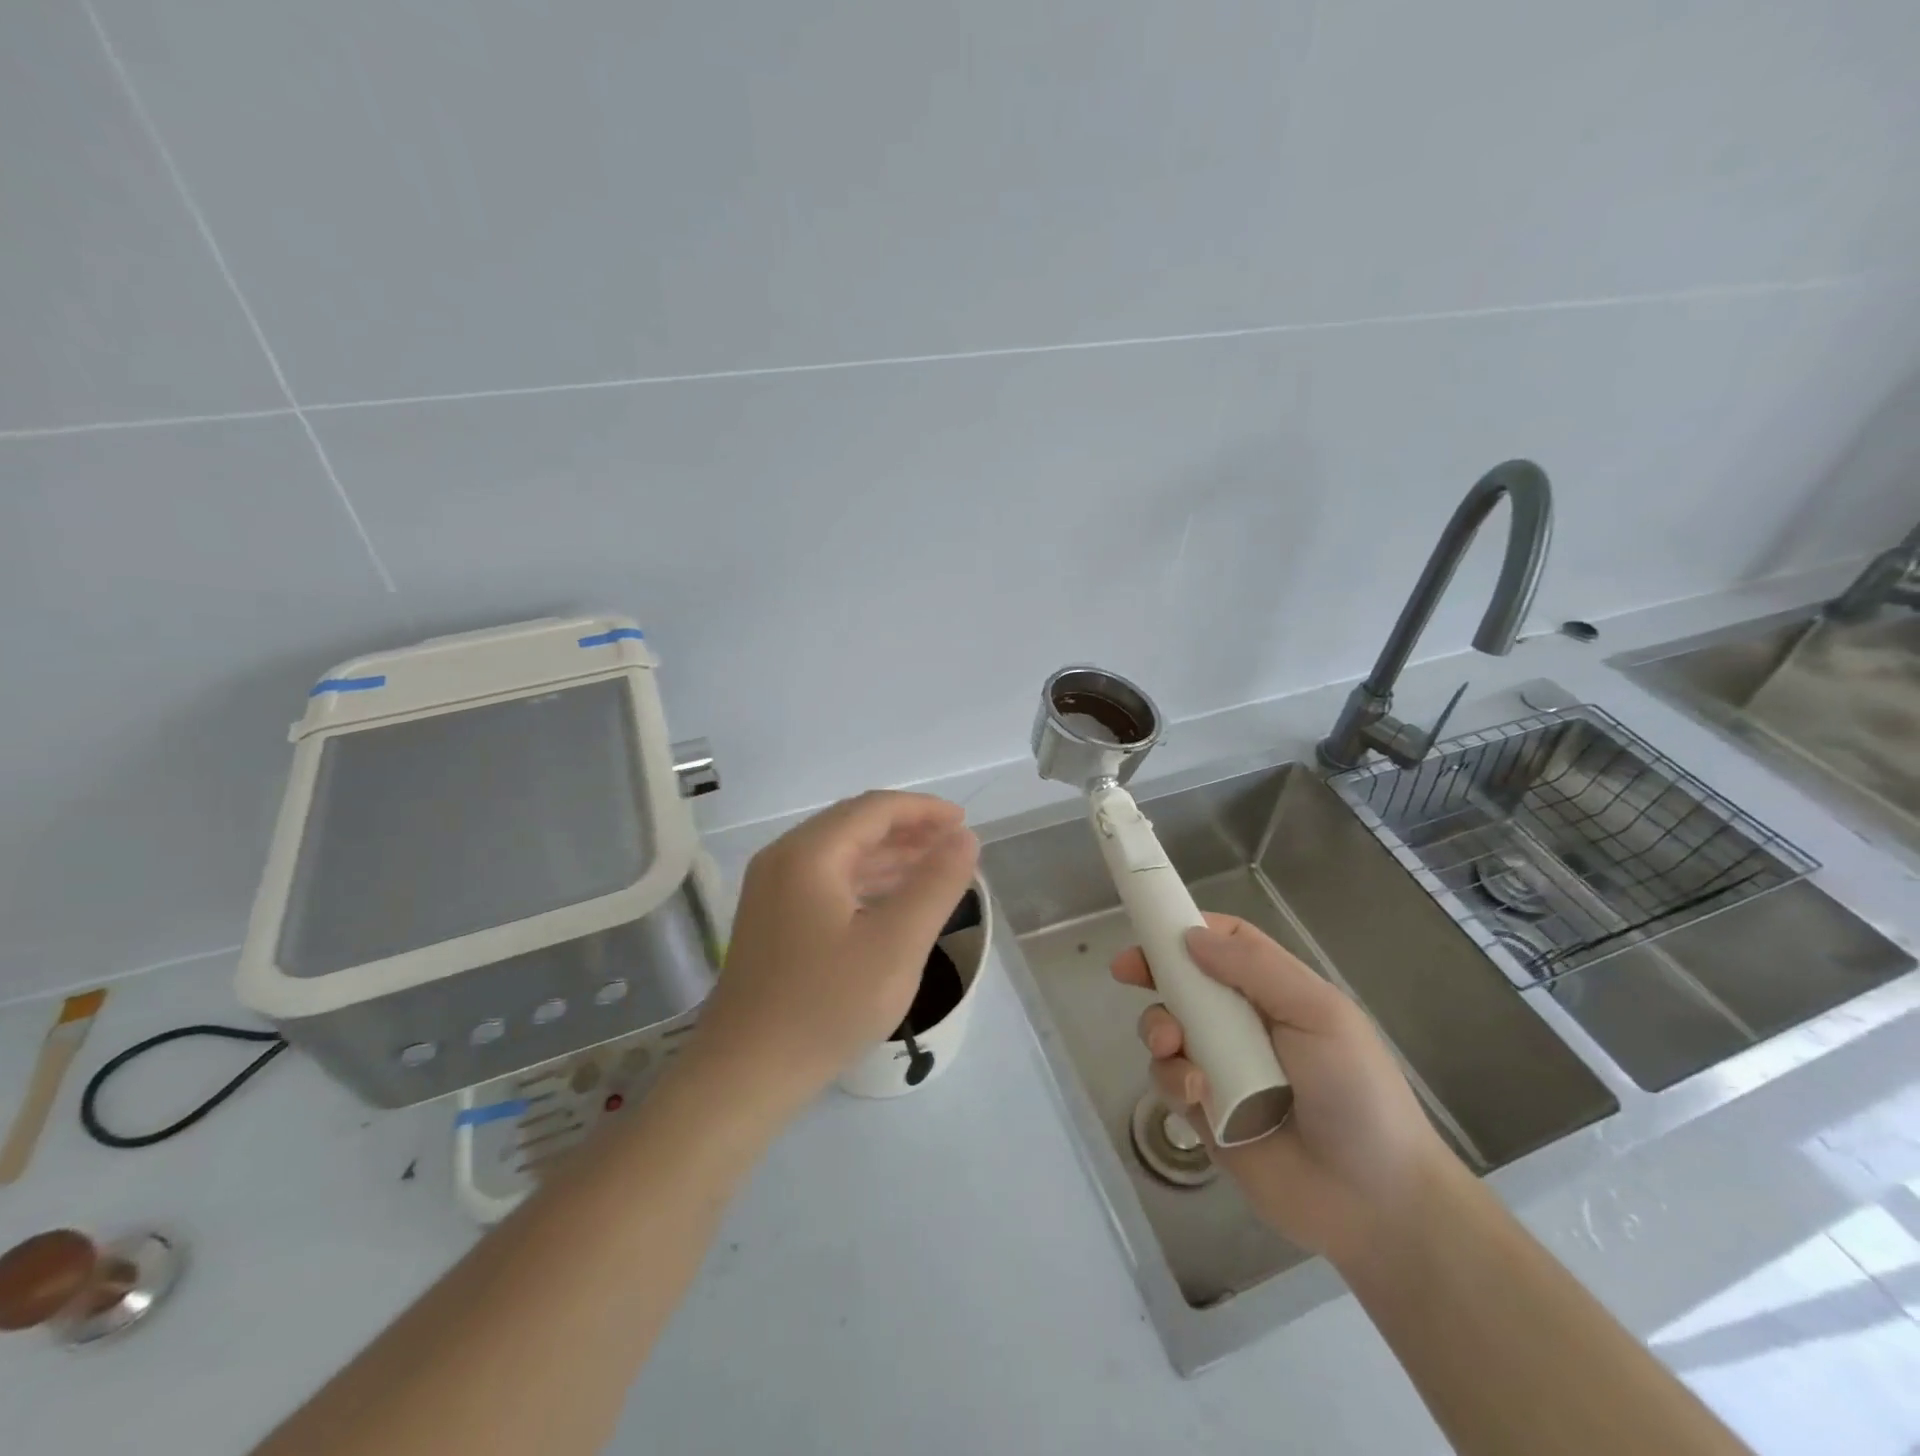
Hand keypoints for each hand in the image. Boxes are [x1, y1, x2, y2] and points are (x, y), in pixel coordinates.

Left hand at [690, 791, 978, 1120]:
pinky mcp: (772, 919)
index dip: (924, 810)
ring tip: (934, 869)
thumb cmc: (826, 1006)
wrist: (744, 1075)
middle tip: (954, 846)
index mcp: (809, 853)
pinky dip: (866, 881)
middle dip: (908, 830)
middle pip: (854, 824)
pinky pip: (826, 881)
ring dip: (889, 855)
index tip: (964, 824)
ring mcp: (772, 889)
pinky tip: (893, 900)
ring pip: (840, 854)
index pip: (875, 808)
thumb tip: (965, 838)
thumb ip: (936, 884)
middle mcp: (784, 858)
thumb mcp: (897, 944)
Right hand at [1112, 914, 1452, 1265]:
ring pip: (1167, 1029)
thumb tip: (1191, 936)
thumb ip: (1256, 968)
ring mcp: (1221, 1068)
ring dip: (1158, 1028)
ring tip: (1171, 1045)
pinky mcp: (1204, 1112)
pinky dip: (1172, 1078)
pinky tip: (1195, 1093)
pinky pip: (1169, 1080)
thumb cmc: (1356, 1092)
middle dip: (1154, 973)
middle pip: (1185, 982)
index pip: (1225, 943)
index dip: (1187, 929)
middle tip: (1127, 973)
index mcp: (1275, 992)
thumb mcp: (1319, 1014)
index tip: (1151, 928)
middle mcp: (1243, 1024)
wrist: (1375, 1202)